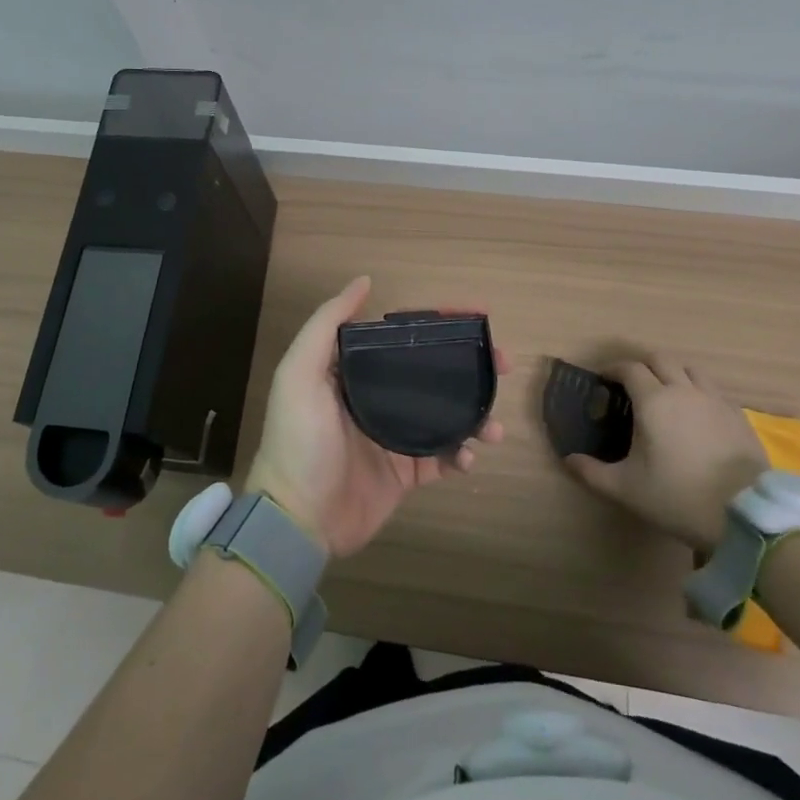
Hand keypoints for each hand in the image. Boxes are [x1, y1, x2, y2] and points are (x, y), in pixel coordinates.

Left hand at [245, 277, 505, 557]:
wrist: (297, 518)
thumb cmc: (299, 439)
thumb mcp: (300, 372)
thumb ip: (327, 324)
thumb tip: (364, 281)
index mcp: (356, 372)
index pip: (404, 338)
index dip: (439, 324)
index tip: (476, 315)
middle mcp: (378, 398)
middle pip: (433, 372)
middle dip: (470, 366)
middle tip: (502, 364)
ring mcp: (394, 436)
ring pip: (446, 414)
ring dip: (475, 414)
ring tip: (494, 425)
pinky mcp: (405, 474)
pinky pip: (443, 458)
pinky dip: (462, 455)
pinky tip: (470, 456)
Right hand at [561, 355, 765, 551]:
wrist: (745, 516)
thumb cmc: (678, 497)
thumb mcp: (626, 489)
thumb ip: (591, 472)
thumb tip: (568, 459)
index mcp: (653, 400)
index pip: (629, 368)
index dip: (613, 370)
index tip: (603, 381)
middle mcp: (684, 390)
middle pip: (660, 360)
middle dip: (642, 366)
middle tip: (630, 385)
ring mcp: (715, 401)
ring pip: (690, 370)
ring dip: (673, 373)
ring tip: (665, 394)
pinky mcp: (738, 416)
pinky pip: (713, 390)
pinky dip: (698, 391)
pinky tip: (696, 414)